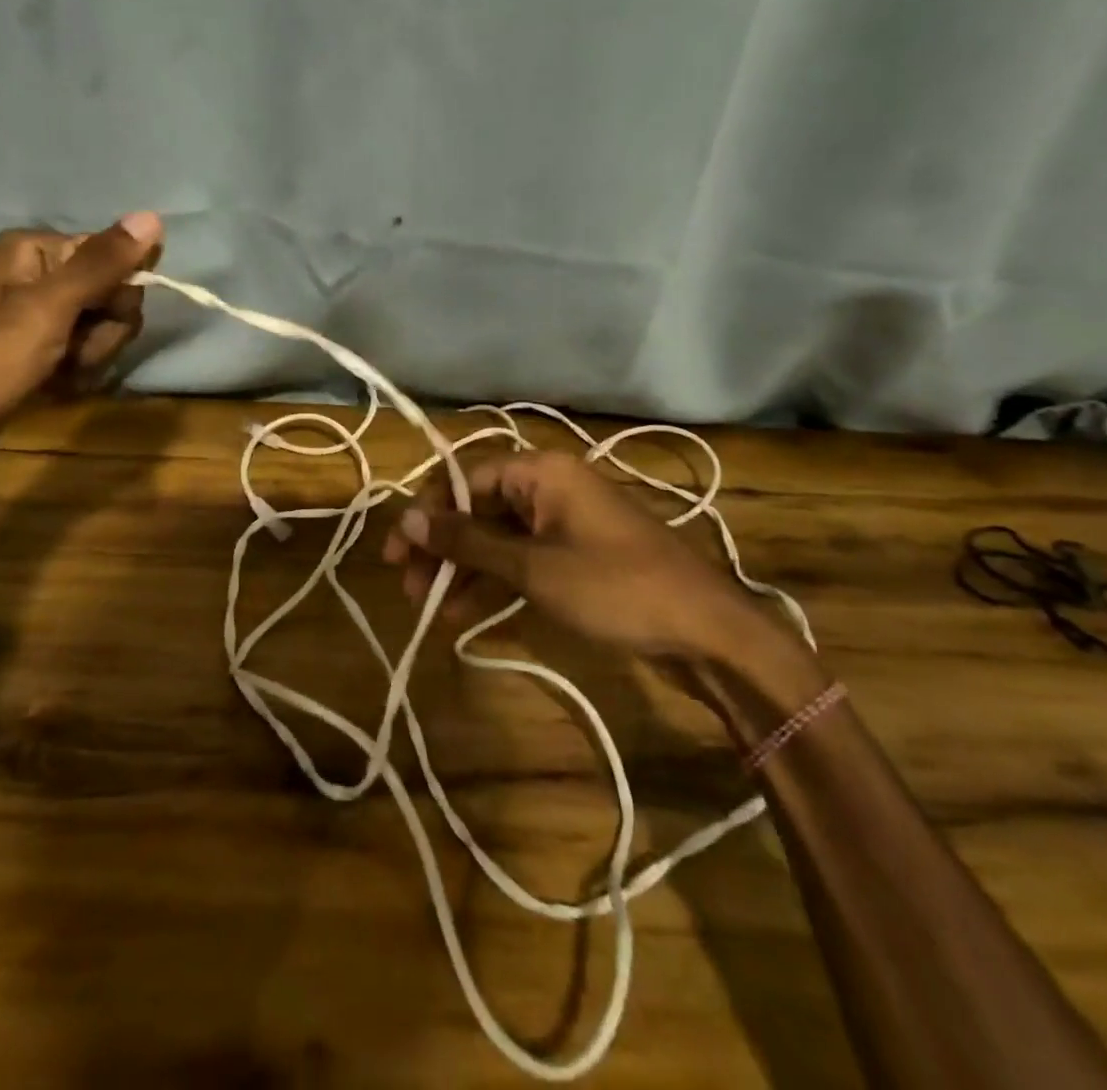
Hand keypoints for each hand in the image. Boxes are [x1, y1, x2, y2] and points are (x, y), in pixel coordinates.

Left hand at [0, 212, 163, 455]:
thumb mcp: (47, 309)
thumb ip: (101, 265)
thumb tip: (153, 216)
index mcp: (34, 251)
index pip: (112, 255)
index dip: (117, 293)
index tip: (100, 320)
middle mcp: (35, 277)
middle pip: (110, 294)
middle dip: (103, 332)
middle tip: (72, 353)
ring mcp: (35, 319)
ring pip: (101, 330)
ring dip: (91, 359)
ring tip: (57, 376)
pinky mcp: (37, 355)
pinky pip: (82, 355)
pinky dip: (76, 375)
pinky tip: (53, 389)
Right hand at [381, 446, 774, 669]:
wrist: (708, 633)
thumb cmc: (615, 588)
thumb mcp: (533, 568)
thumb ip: (468, 542)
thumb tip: (409, 520)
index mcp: (542, 472)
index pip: (464, 478)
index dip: (427, 513)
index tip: (398, 551)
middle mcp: (550, 487)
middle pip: (478, 507)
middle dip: (442, 546)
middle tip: (409, 586)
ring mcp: (564, 522)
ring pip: (497, 537)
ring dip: (463, 569)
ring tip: (430, 606)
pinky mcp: (576, 555)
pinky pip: (521, 558)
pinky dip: (493, 581)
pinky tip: (464, 613)